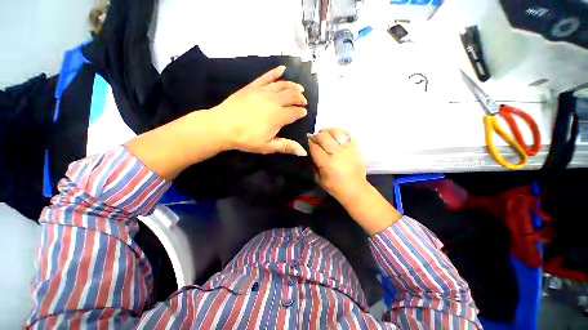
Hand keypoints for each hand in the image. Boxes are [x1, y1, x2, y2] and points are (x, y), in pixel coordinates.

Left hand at [212, 66, 308, 155]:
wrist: (222, 126)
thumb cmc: (246, 138)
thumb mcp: (267, 146)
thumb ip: (286, 146)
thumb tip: (304, 152)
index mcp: (279, 117)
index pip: (295, 112)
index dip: (301, 112)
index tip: (305, 112)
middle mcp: (274, 101)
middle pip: (292, 96)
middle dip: (300, 98)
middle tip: (304, 101)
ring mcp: (263, 92)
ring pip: (283, 85)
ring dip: (293, 86)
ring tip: (300, 88)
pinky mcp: (253, 86)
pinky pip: (267, 76)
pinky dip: (275, 72)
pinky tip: (282, 68)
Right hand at [308, 128, 369, 201]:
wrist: (356, 189)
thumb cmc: (335, 187)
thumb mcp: (319, 179)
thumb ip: (313, 165)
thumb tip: (310, 152)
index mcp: (327, 163)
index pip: (315, 147)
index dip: (309, 143)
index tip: (307, 142)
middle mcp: (338, 153)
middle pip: (324, 136)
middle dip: (316, 136)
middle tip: (314, 138)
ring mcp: (348, 149)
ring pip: (336, 131)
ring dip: (327, 131)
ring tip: (324, 135)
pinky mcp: (356, 147)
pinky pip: (347, 134)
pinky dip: (340, 132)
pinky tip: (336, 136)